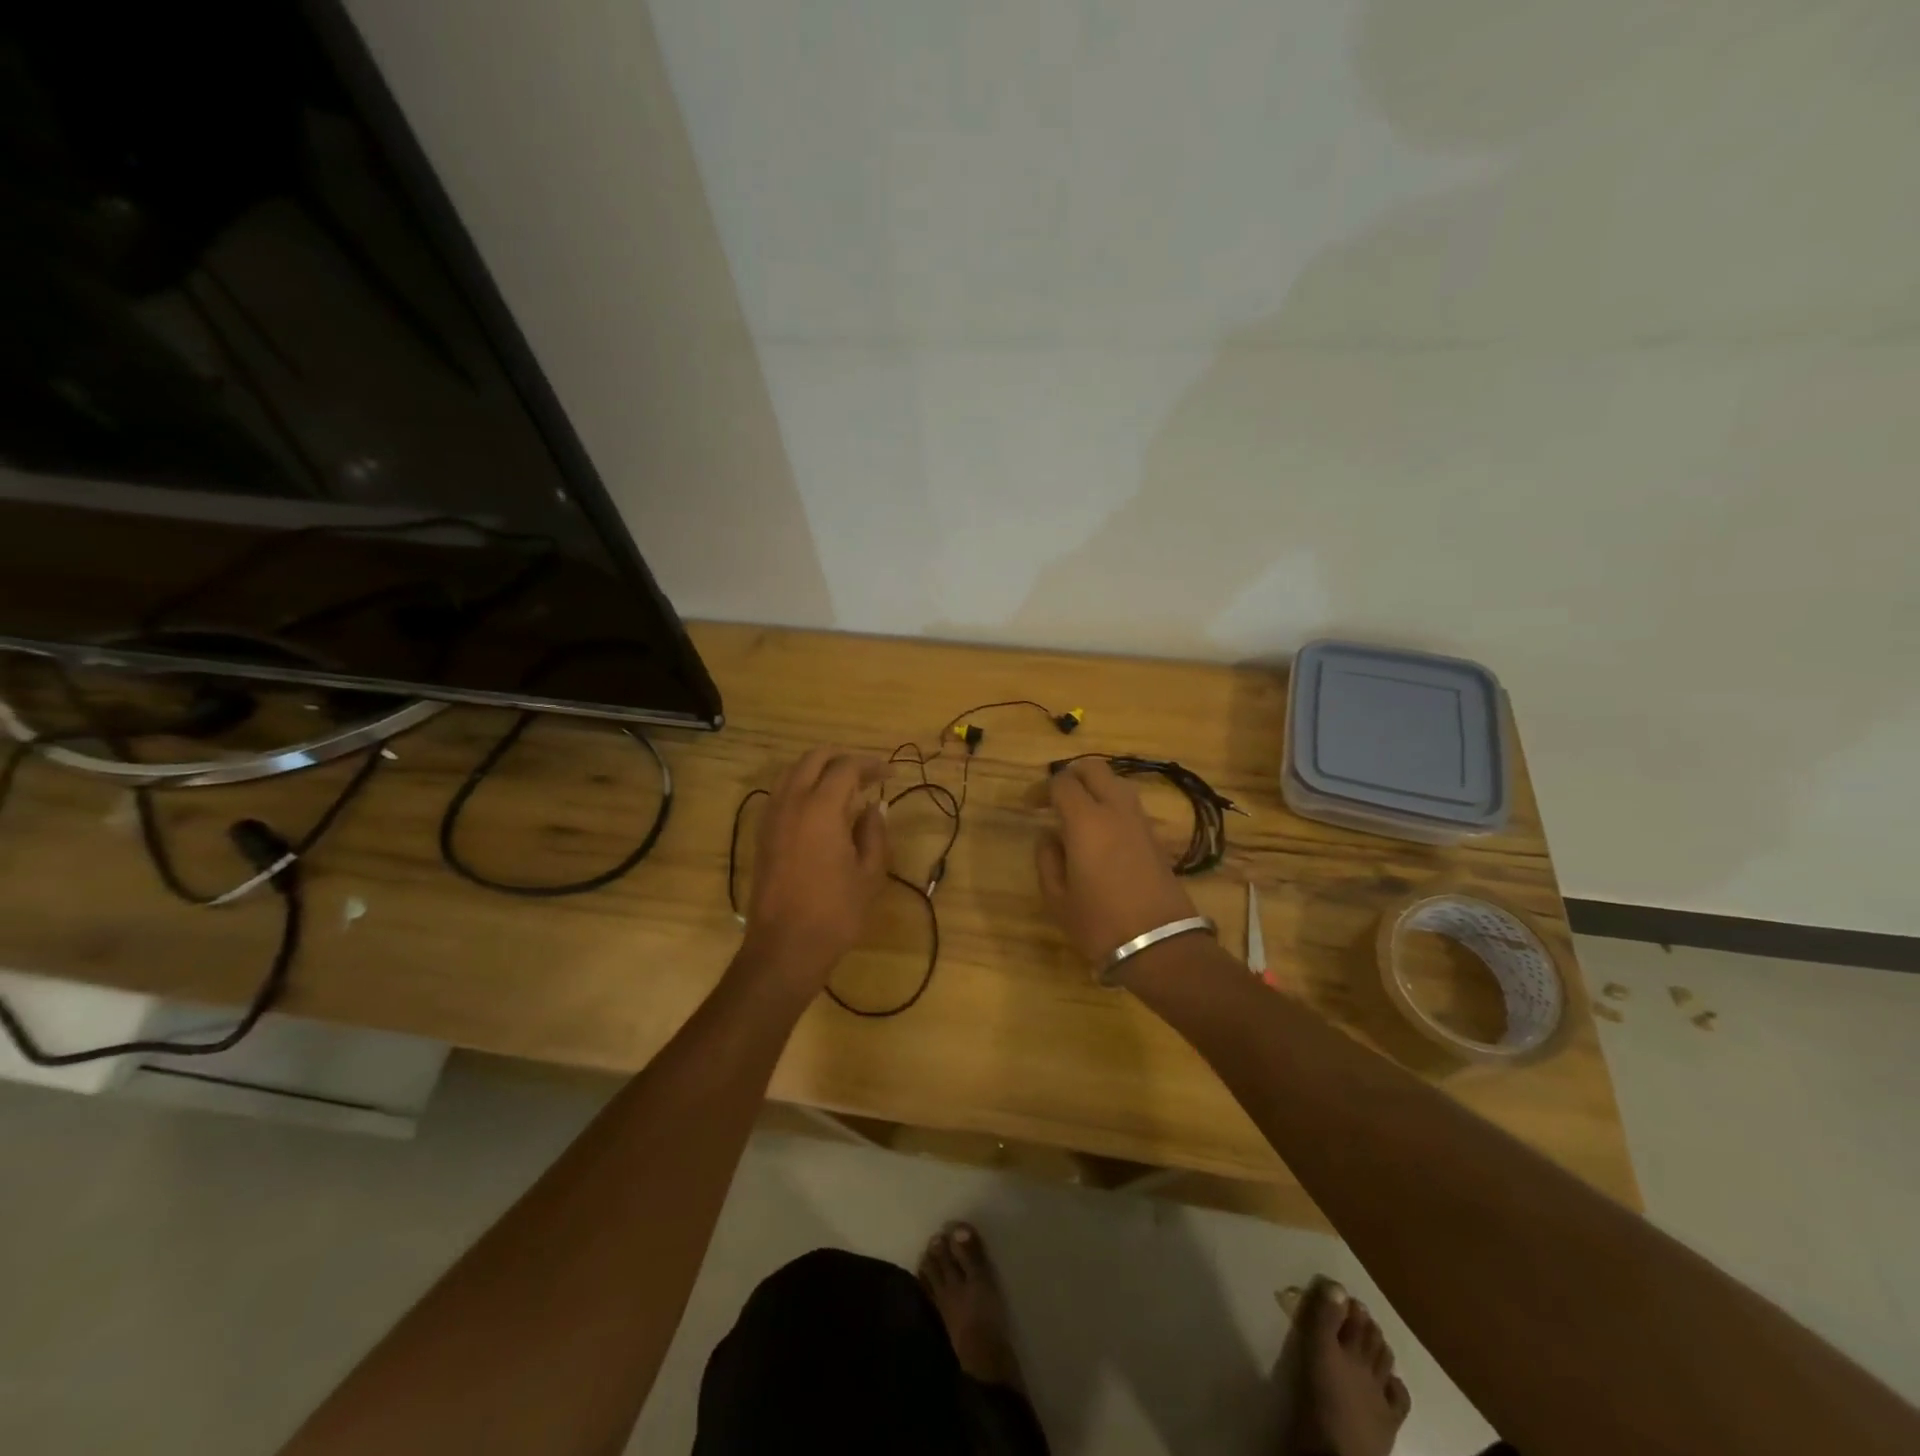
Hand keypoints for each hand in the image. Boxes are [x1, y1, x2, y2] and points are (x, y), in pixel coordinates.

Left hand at [740, 747, 889, 988]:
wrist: (785, 947)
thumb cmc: (836, 912)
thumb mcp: (870, 873)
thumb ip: (874, 832)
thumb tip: (874, 807)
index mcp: (821, 807)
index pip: (846, 767)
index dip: (871, 765)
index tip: (891, 774)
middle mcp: (792, 802)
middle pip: (814, 759)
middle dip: (842, 758)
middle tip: (868, 773)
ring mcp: (772, 817)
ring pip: (793, 772)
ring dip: (819, 769)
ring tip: (844, 786)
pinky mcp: (762, 834)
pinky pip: (781, 793)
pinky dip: (802, 786)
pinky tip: (820, 807)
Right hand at [1035, 758, 1198, 968]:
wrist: (1160, 945)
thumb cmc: (1099, 923)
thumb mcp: (1057, 898)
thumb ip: (1047, 859)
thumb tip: (1049, 836)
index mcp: (1086, 820)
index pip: (1062, 783)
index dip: (1042, 788)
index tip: (1030, 805)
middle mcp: (1116, 810)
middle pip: (1094, 769)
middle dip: (1071, 775)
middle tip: (1054, 797)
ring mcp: (1140, 822)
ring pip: (1116, 783)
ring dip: (1094, 788)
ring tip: (1077, 813)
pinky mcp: (1155, 837)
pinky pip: (1129, 806)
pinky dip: (1111, 806)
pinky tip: (1100, 832)